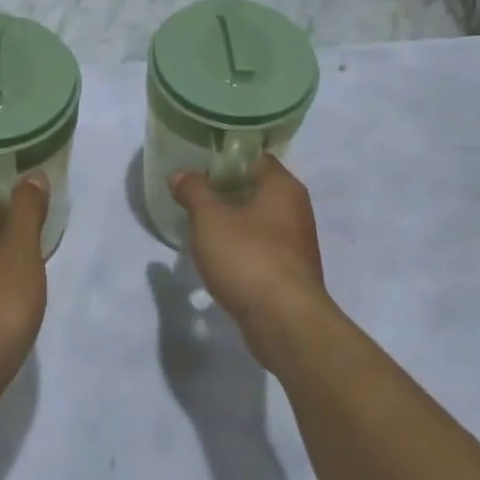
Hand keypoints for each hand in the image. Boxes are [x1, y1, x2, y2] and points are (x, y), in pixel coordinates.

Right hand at [172, 156, 328, 364]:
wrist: (284, 321)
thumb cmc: (248, 257)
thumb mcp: (210, 218)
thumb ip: (194, 191)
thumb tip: (182, 174)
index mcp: (283, 187)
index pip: (255, 158)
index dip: (225, 159)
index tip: (197, 166)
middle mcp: (297, 210)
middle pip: (257, 189)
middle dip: (225, 192)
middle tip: (193, 196)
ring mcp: (297, 244)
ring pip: (259, 222)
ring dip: (232, 222)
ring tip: (200, 227)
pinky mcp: (290, 274)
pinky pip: (261, 249)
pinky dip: (241, 249)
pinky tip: (219, 258)